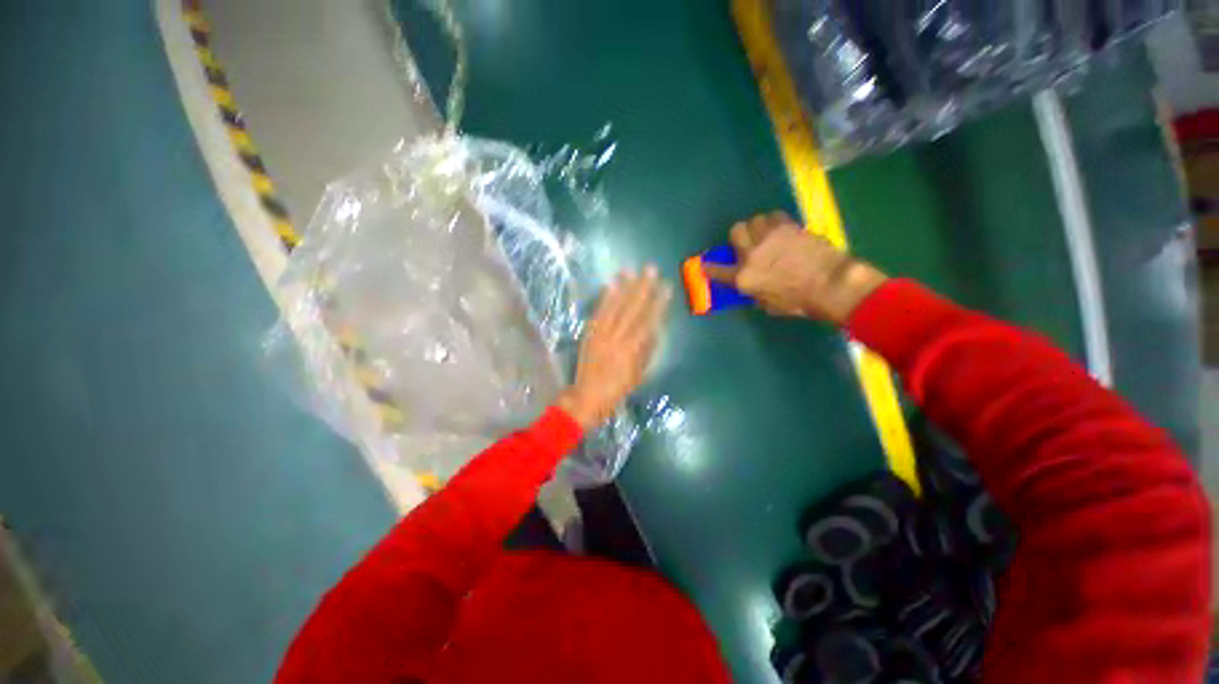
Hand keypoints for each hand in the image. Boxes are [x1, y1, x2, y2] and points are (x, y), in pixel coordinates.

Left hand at [558, 267, 670, 429]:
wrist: (587, 397)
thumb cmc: (617, 390)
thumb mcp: (639, 374)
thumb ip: (647, 350)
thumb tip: (655, 328)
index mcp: (632, 350)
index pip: (648, 321)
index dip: (658, 303)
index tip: (666, 287)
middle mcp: (617, 338)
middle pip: (632, 309)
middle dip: (643, 288)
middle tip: (651, 270)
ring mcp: (601, 334)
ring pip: (615, 307)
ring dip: (624, 287)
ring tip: (631, 270)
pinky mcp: (589, 334)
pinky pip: (598, 313)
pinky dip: (605, 298)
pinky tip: (611, 285)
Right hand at [704, 212, 886, 324]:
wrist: (831, 284)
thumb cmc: (800, 302)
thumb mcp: (769, 305)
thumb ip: (755, 292)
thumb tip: (754, 286)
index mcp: (744, 278)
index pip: (717, 271)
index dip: (710, 267)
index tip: (706, 265)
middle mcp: (751, 254)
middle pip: (735, 231)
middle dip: (739, 236)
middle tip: (748, 243)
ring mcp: (769, 237)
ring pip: (754, 219)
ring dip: (758, 227)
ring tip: (767, 236)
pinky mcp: (788, 226)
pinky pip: (774, 216)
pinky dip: (775, 222)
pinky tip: (782, 231)